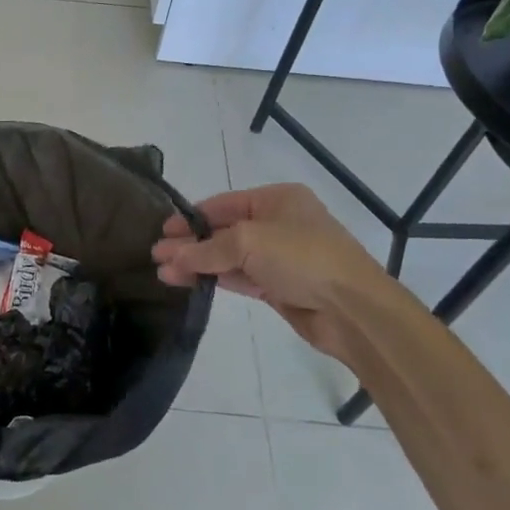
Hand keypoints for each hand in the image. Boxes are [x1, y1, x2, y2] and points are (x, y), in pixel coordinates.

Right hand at [151, 184, 404, 354]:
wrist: (353, 310)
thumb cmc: (302, 258)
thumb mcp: (248, 241)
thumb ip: (206, 249)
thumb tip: (169, 257)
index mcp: (277, 199)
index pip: (222, 204)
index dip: (190, 218)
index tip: (162, 233)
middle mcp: (278, 223)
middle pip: (223, 230)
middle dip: (190, 243)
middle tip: (156, 256)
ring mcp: (279, 257)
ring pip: (229, 256)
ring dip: (198, 264)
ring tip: (164, 273)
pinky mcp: (279, 287)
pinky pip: (240, 277)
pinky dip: (216, 278)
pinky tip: (190, 282)